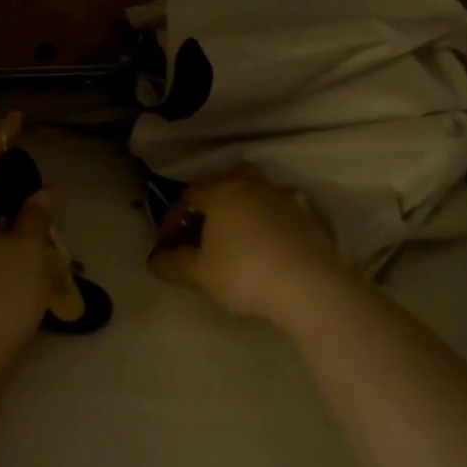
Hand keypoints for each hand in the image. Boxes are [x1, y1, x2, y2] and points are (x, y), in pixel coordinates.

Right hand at [148, 166, 340, 324]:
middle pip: (228, 179)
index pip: (189, 195)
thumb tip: (155, 261)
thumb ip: (175, 264)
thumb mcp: (201, 273)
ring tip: (236, 234)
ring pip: (258, 192)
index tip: (167, 244)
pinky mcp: (310, 218)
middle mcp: (253, 186)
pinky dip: (269, 223)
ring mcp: (285, 199)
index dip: (173, 218)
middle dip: (212, 199)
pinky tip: (267, 246)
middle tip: (204, 225)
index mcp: (222, 192)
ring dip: (243, 207)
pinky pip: (281, 212)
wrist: (310, 286)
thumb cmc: (244, 273)